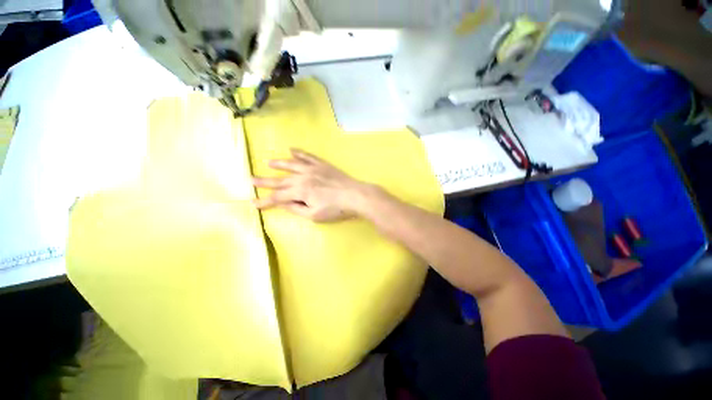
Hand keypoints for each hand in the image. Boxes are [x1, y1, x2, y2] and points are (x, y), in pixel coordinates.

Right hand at [252, 149, 374, 221]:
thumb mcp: (314, 215)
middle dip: (265, 181)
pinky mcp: (322, 164)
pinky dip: (299, 153)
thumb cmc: (336, 209)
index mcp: (300, 191)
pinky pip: (308, 156)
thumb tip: (282, 204)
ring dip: (279, 164)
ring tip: (268, 162)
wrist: (355, 195)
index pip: (278, 197)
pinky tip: (292, 149)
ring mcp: (313, 169)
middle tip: (251, 179)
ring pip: (292, 164)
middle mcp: (303, 177)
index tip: (253, 203)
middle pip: (280, 180)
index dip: (265, 201)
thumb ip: (296, 209)